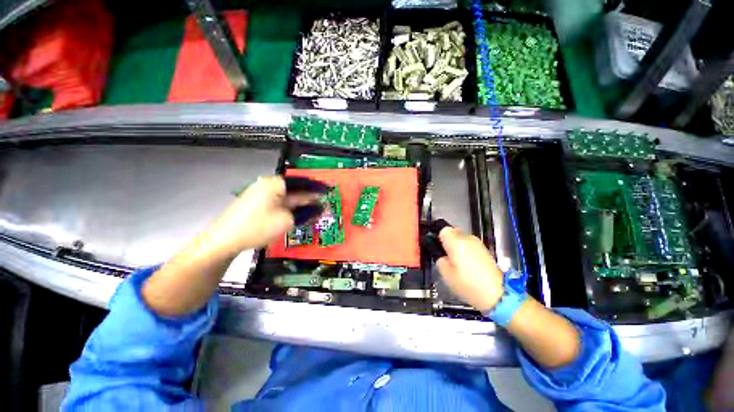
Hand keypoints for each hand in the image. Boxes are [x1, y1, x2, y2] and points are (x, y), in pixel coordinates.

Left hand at [205, 176, 320, 255]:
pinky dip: (290, 209)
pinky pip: (278, 204)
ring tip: (315, 210)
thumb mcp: (287, 220)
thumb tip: (318, 208)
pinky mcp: (257, 204)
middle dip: (309, 197)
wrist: (224, 240)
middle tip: (324, 203)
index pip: (301, 182)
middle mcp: (268, 185)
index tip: (327, 191)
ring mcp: (261, 194)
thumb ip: (305, 213)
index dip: (316, 188)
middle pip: (294, 190)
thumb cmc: (258, 227)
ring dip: (300, 204)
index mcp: (275, 184)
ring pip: (287, 198)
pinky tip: (299, 215)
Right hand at [437, 227, 504, 312]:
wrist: (496, 294)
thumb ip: (440, 259)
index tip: (439, 249)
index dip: (439, 238)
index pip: (443, 230)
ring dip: (458, 244)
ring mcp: (478, 243)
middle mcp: (467, 238)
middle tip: (447, 255)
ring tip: (458, 260)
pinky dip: (467, 249)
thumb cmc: (467, 284)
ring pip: (462, 237)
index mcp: (455, 242)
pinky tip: (468, 263)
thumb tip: (443, 255)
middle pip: (454, 231)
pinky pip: (470, 244)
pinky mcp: (485, 249)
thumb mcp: (446, 274)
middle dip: (449, 240)